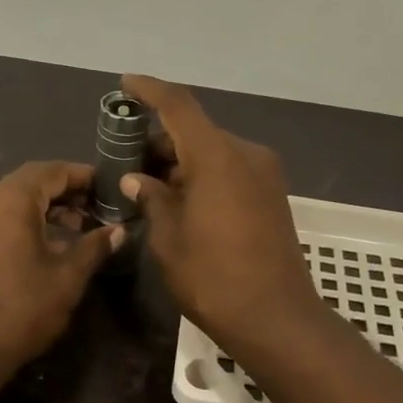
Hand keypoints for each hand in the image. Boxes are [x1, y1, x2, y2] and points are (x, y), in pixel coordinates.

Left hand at [0, 161, 122, 380]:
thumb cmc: (22, 309)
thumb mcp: (68, 277)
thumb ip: (94, 246)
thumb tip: (118, 230)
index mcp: (10, 199)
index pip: (53, 170)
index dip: (84, 176)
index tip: (111, 187)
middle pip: (32, 180)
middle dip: (68, 190)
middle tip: (100, 206)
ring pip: (16, 198)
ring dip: (49, 206)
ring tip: (82, 225)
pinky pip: (2, 215)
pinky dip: (29, 219)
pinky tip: (53, 241)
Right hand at [118, 75, 323, 349]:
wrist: (277, 319)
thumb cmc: (213, 278)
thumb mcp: (168, 239)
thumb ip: (151, 198)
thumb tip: (137, 179)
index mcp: (217, 156)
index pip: (178, 106)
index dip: (150, 91)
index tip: (125, 84)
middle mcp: (245, 154)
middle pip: (195, 130)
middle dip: (159, 140)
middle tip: (125, 160)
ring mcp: (264, 174)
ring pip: (212, 151)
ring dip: (180, 160)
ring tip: (147, 184)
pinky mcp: (271, 195)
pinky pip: (229, 169)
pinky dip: (202, 174)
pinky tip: (178, 198)